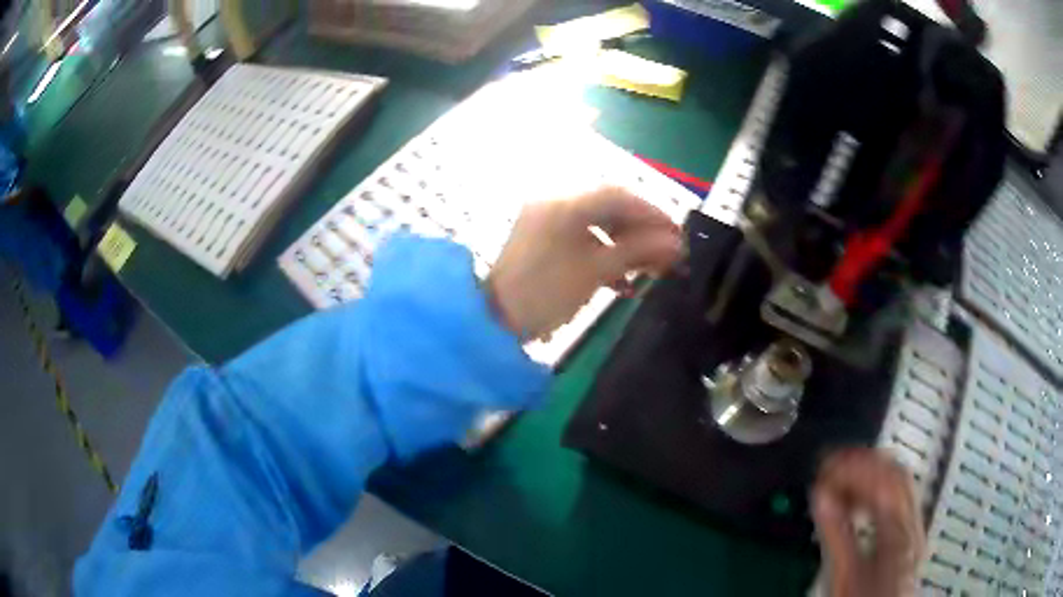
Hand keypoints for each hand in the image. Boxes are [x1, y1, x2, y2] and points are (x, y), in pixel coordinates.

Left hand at [486, 186, 680, 341]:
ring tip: (651, 270)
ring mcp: (547, 222)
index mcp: (563, 205)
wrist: (496, 322)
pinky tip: (623, 282)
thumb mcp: (595, 272)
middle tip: (668, 254)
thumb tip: (676, 243)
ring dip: (626, 246)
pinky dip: (605, 256)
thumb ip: (637, 251)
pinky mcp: (544, 242)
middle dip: (642, 232)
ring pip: (598, 225)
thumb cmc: (545, 294)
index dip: (651, 213)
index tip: (677, 234)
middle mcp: (554, 204)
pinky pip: (582, 240)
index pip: (618, 196)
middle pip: (609, 209)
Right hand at [813, 449, 924, 596]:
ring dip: (870, 473)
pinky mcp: (908, 534)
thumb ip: (837, 535)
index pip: (883, 481)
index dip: (854, 468)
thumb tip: (823, 496)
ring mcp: (913, 528)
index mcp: (899, 533)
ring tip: (841, 479)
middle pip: (896, 474)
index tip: (827, 466)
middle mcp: (912, 525)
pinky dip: (876, 488)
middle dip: (863, 463)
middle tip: (832, 465)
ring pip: (899, 482)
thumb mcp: (846, 574)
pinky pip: (898, 496)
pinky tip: (857, 499)